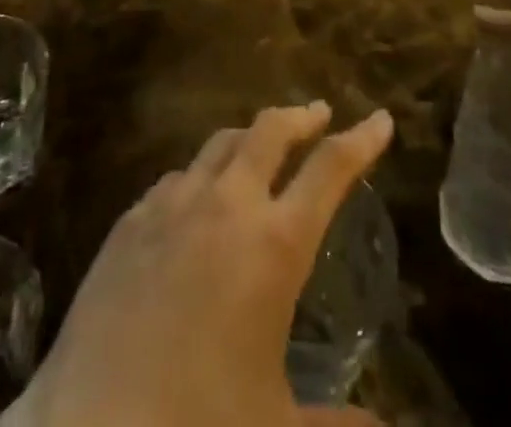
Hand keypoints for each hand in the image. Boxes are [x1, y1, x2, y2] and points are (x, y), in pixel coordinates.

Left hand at [5, 102, 392, 426]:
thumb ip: (338, 425)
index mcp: (275, 245)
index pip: (331, 170)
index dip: (361, 141)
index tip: (380, 119)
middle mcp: (227, 205)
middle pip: (271, 131)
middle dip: (301, 117)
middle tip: (319, 115)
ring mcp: (173, 205)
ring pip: (221, 143)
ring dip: (250, 138)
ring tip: (261, 147)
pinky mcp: (130, 220)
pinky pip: (177, 177)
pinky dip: (202, 175)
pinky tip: (198, 198)